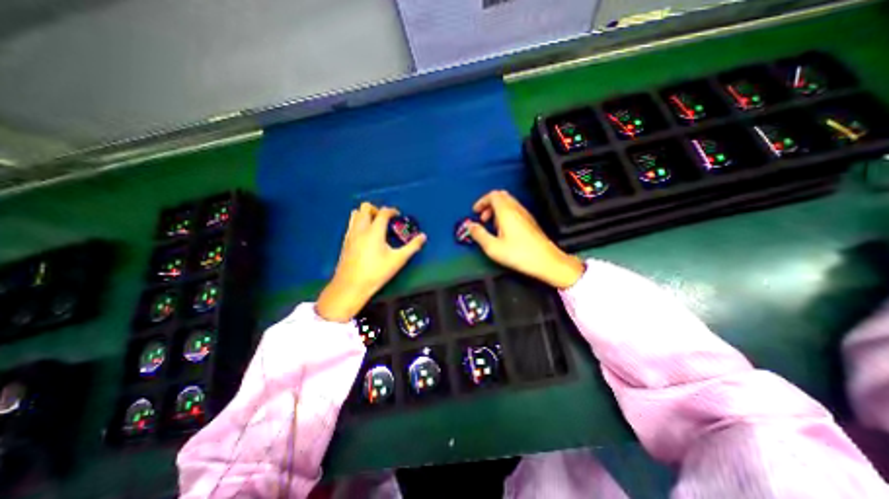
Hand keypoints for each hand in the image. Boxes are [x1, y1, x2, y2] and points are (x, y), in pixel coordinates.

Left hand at [315, 202, 426, 322]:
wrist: (351, 285)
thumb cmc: (376, 272)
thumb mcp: (398, 260)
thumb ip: (412, 246)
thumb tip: (423, 236)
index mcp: (374, 231)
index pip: (383, 212)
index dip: (392, 211)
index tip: (398, 215)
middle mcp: (361, 229)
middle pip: (365, 207)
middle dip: (377, 209)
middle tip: (385, 219)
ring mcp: (350, 234)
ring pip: (355, 214)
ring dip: (366, 214)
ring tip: (375, 225)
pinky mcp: (345, 242)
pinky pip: (351, 224)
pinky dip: (359, 223)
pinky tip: (366, 236)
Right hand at [465, 191, 584, 292]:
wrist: (546, 261)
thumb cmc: (519, 254)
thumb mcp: (493, 247)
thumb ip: (479, 235)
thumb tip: (470, 226)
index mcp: (506, 212)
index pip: (493, 195)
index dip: (481, 201)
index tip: (475, 212)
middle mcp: (516, 209)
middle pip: (501, 196)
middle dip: (488, 204)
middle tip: (482, 218)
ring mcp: (525, 214)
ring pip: (508, 203)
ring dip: (496, 210)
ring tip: (491, 226)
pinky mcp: (530, 222)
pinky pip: (514, 210)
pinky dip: (505, 215)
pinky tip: (503, 231)